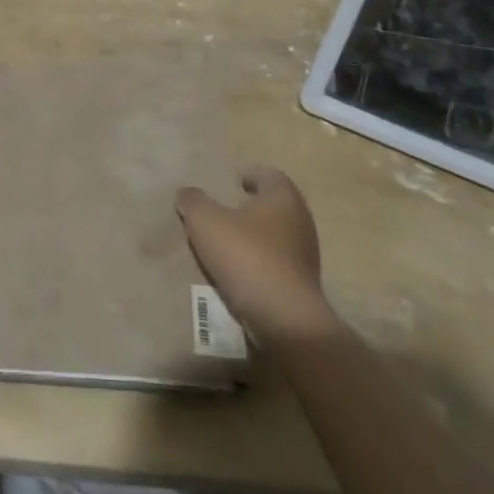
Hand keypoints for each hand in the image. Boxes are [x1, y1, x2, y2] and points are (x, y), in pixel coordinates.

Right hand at [176, 165, 334, 345]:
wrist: (284, 318)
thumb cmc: (246, 256)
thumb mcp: (206, 221)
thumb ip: (193, 201)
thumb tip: (187, 193)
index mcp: (283, 197)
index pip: (270, 175)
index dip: (252, 175)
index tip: (236, 180)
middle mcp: (301, 220)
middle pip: (276, 204)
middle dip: (253, 205)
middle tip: (228, 208)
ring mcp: (306, 254)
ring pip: (278, 234)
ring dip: (257, 234)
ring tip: (230, 240)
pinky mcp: (303, 283)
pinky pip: (278, 261)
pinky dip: (261, 259)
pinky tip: (242, 269)